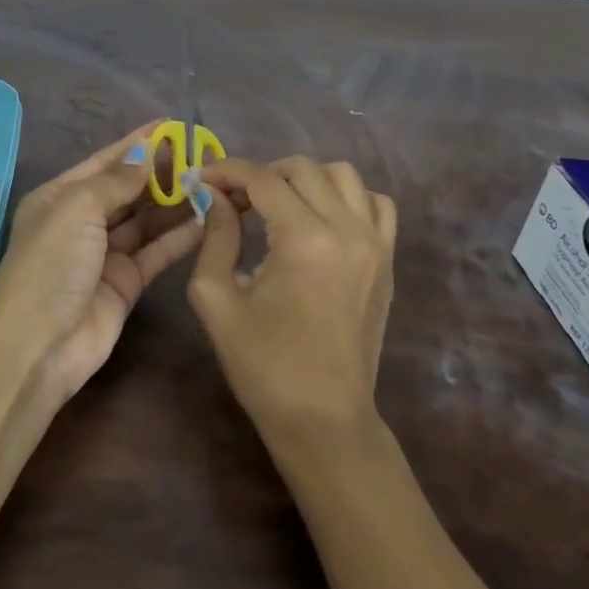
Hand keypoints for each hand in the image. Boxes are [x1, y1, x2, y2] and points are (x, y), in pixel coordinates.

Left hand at [0, 123, 204, 399]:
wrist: (39, 346)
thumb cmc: (51, 264)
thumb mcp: (77, 208)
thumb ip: (115, 180)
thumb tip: (146, 155)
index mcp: (60, 197)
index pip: (105, 161)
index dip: (137, 143)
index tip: (172, 126)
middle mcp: (82, 221)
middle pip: (127, 189)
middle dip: (160, 172)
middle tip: (202, 156)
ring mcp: (104, 254)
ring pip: (145, 220)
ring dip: (174, 202)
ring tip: (211, 183)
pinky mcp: (126, 283)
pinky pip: (156, 252)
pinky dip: (179, 236)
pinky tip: (207, 219)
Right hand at [187, 157, 398, 440]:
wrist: (324, 419)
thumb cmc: (263, 364)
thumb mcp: (217, 299)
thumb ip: (214, 236)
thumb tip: (213, 195)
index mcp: (304, 239)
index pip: (261, 179)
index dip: (226, 171)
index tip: (201, 180)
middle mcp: (347, 229)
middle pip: (302, 169)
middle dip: (261, 174)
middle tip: (234, 201)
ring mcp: (375, 243)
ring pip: (343, 175)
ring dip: (304, 180)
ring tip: (278, 206)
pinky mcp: (388, 259)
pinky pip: (375, 203)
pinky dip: (347, 197)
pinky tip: (321, 219)